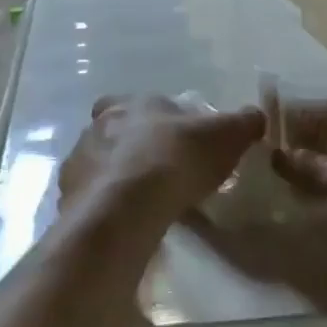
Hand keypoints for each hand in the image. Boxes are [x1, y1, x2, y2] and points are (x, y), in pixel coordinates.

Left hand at [60, 96, 265, 221]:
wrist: (125, 207)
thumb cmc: (175, 160)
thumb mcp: (224, 136)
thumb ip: (242, 123)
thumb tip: (256, 116)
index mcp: (132, 104)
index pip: (144, 104)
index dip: (160, 119)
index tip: (178, 140)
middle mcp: (99, 125)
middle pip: (118, 132)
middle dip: (137, 148)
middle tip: (162, 173)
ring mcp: (80, 160)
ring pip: (101, 163)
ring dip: (119, 177)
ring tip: (145, 204)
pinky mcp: (69, 195)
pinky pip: (91, 197)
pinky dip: (107, 206)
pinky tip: (126, 223)